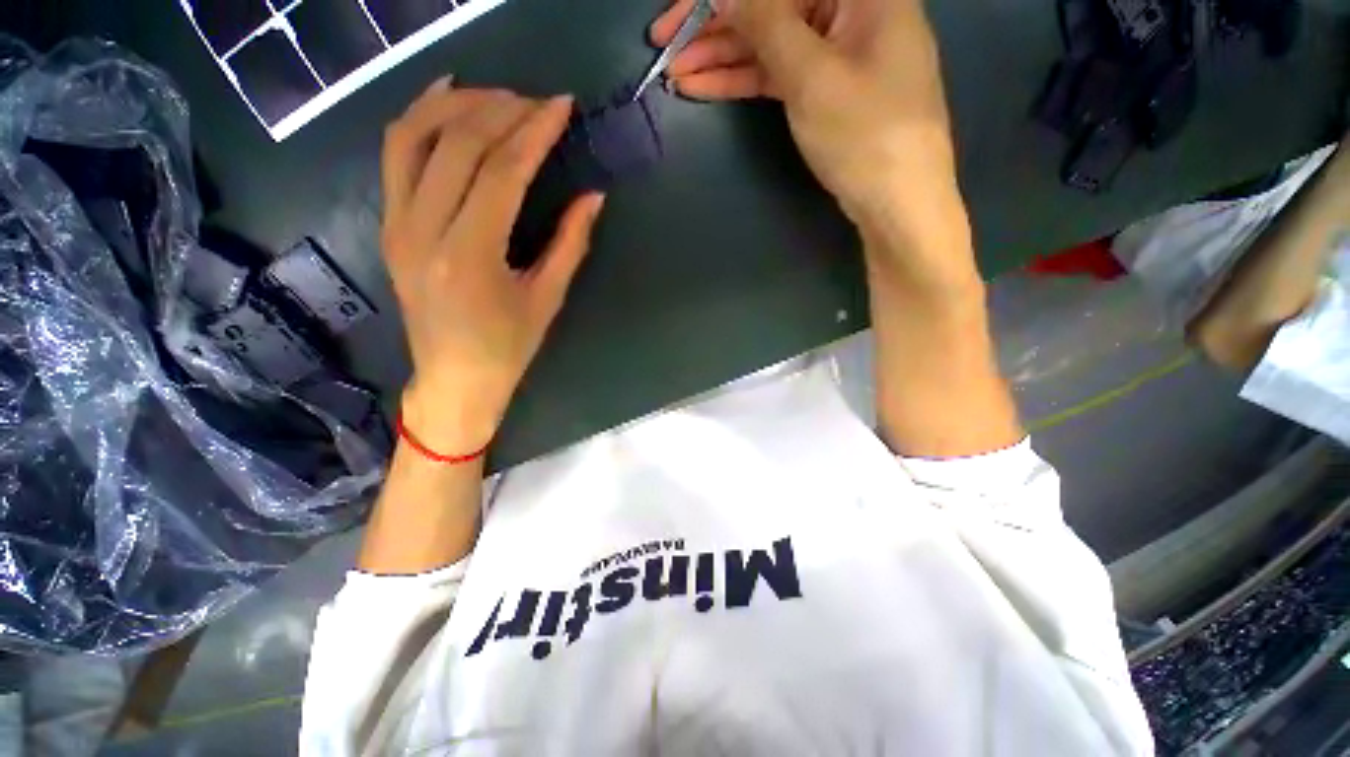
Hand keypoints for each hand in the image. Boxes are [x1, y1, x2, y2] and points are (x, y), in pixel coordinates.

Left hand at [381, 79, 605, 453]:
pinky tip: (445, 98)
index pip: (502, 171)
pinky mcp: (389, 223)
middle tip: (539, 102)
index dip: (535, 132)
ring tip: (498, 95)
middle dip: (503, 110)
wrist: (453, 379)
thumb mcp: (548, 299)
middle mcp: (423, 229)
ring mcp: (397, 223)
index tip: (561, 106)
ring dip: (457, 103)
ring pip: (414, 135)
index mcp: (471, 255)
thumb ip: (571, 243)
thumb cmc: (508, 348)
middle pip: (458, 143)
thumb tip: (594, 197)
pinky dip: (419, 117)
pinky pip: (395, 155)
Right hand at [651, 0, 966, 276]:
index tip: (680, 13)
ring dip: (722, 57)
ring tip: (676, 73)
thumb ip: (767, 23)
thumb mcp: (812, 76)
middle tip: (664, 46)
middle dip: (716, 26)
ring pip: (769, 43)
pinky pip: (777, 74)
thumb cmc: (866, 134)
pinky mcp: (825, 88)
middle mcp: (850, 7)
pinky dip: (743, 80)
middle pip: (772, 6)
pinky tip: (704, 86)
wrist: (897, 203)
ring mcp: (837, 51)